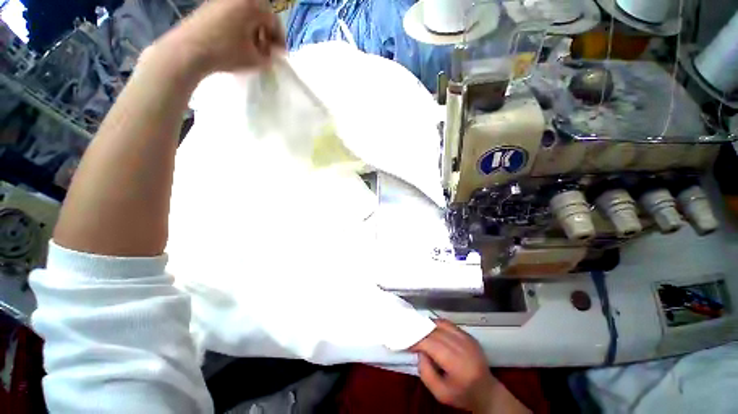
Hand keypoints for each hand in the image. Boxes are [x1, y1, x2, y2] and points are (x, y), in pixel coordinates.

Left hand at [158, 0, 284, 75]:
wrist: (188, 50)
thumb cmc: (226, 52)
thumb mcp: (255, 60)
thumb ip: (270, 57)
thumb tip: (273, 54)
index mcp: (251, 6)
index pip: (274, 21)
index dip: (280, 40)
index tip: (281, 54)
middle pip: (260, 15)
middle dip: (266, 34)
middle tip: (267, 52)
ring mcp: (221, 1)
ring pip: (246, 15)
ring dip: (253, 32)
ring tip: (252, 49)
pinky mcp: (209, 7)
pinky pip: (232, 15)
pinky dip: (240, 28)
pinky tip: (238, 43)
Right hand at [412, 320, 529, 413]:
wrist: (487, 392)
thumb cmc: (462, 395)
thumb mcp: (440, 393)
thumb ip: (425, 372)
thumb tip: (419, 351)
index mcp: (458, 364)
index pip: (432, 344)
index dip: (417, 340)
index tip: (406, 341)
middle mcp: (464, 347)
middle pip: (436, 332)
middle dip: (420, 331)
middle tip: (410, 334)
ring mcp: (468, 339)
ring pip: (441, 324)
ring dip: (428, 326)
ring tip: (419, 332)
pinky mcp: (468, 335)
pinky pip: (448, 324)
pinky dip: (437, 325)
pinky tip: (432, 331)